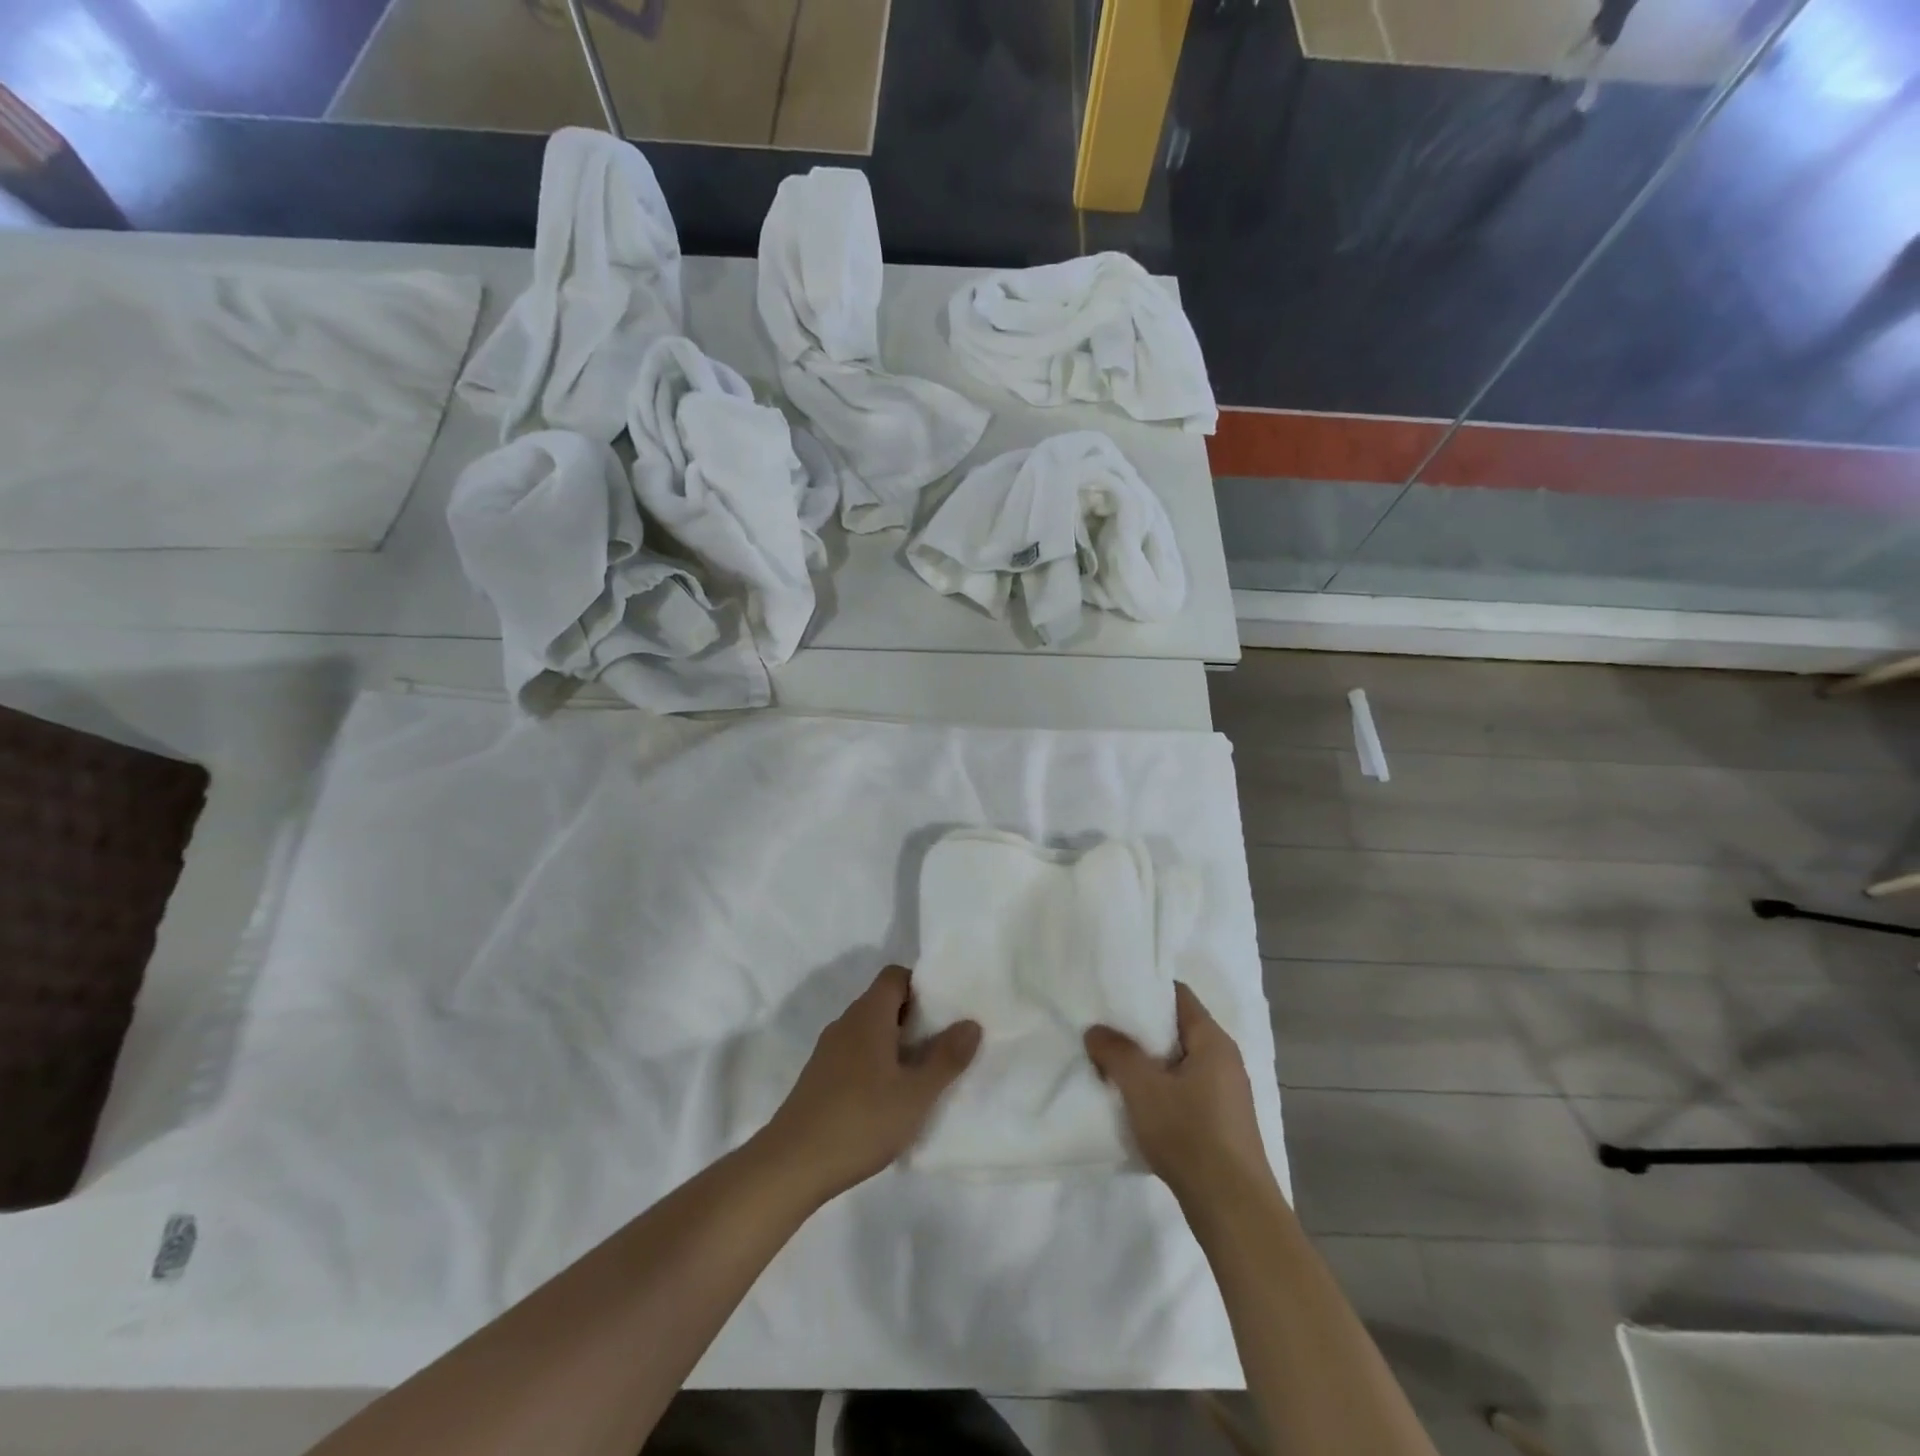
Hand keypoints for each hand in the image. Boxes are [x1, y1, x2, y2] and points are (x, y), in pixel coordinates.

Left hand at [760, 965, 980, 1202]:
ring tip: (923, 1073)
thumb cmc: (860, 1121)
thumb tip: (971, 1023)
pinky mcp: (819, 1078)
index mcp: (868, 1015)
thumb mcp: (916, 1094)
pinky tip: (890, 1098)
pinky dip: (877, 1063)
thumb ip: (946, 1057)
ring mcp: (828, 1051)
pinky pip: (855, 1054)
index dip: (922, 985)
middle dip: (915, 1017)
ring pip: (869, 1030)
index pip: (895, 976)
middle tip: (944, 1044)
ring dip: (896, 1043)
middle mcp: (846, 1023)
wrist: (790, 1165)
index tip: (947, 1010)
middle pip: (884, 1002)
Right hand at [1085, 982, 1271, 1202]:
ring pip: (1179, 1063)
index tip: (1113, 993)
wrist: (1233, 1210)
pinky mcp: (1221, 1124)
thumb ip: (1116, 1052)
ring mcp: (1226, 1094)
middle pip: (1177, 1029)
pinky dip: (1160, 1089)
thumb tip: (1096, 1030)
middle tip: (1104, 1030)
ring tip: (1112, 1066)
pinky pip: (1185, 1091)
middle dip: (1140, 1030)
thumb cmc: (1190, 1134)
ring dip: (1148, 1064)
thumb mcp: (1142, 1087)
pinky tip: (1136, 1105)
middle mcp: (1225, 1060)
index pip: (1178, 996)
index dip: (1145, 990)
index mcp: (1213, 1041)